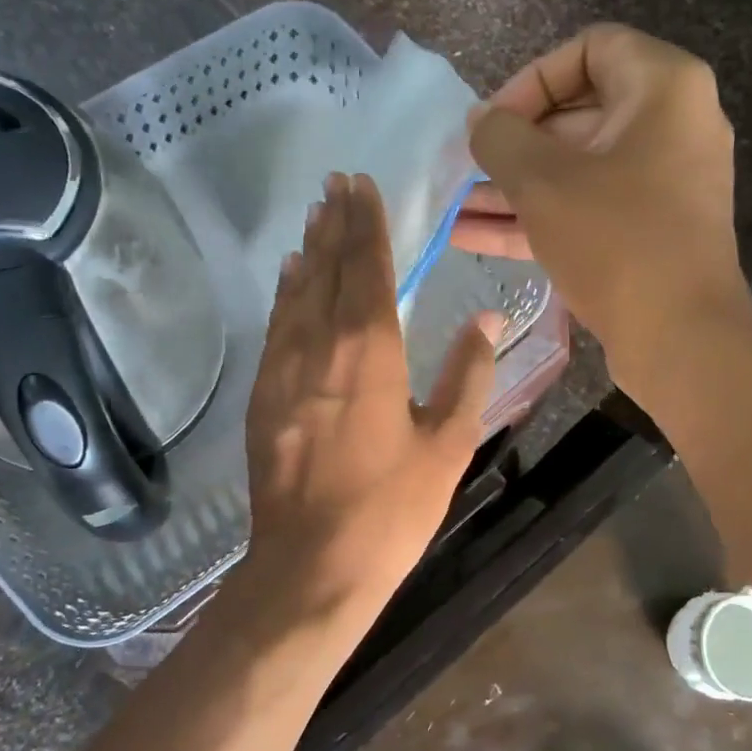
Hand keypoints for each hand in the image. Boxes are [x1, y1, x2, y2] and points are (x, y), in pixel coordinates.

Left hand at [244, 172, 500, 630]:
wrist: (311, 567)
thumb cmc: (390, 508)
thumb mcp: (448, 444)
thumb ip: (468, 375)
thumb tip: (488, 318)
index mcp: (370, 351)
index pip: (366, 267)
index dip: (365, 224)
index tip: (361, 185)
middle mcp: (320, 346)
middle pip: (325, 270)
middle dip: (333, 224)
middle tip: (335, 183)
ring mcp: (283, 371)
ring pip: (295, 294)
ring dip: (307, 252)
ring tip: (315, 216)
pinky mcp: (263, 398)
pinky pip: (276, 328)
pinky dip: (284, 295)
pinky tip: (288, 280)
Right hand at [453, 24, 751, 397]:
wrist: (681, 337)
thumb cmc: (615, 240)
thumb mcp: (543, 182)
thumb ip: (500, 138)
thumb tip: (480, 121)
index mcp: (663, 89)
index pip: (589, 49)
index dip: (530, 80)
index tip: (494, 123)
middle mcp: (671, 126)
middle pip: (577, 115)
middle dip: (512, 146)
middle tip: (465, 170)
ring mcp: (662, 184)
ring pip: (576, 171)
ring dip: (514, 189)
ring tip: (454, 208)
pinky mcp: (649, 231)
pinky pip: (587, 209)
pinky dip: (537, 218)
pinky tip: (473, 237)